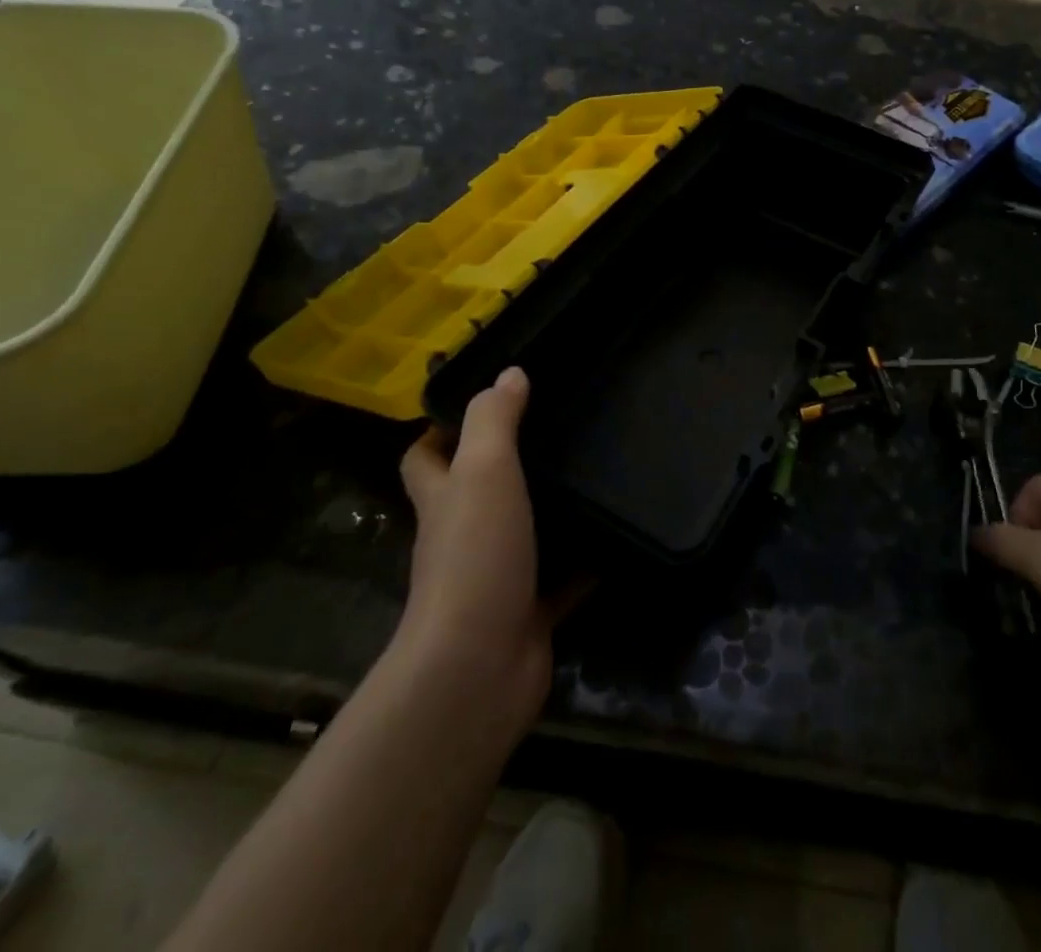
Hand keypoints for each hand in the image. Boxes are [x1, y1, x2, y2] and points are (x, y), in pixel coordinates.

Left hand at [397, 367, 559, 733]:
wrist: (479, 667)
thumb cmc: (475, 556)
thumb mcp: (483, 472)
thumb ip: (493, 420)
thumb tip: (508, 374)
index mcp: (443, 499)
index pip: (424, 457)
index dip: (441, 430)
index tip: (485, 401)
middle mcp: (462, 535)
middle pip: (474, 493)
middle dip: (504, 463)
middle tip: (555, 427)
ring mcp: (495, 575)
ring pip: (521, 532)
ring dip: (547, 508)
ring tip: (591, 468)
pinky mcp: (528, 611)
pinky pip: (561, 579)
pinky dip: (584, 560)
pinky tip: (616, 533)